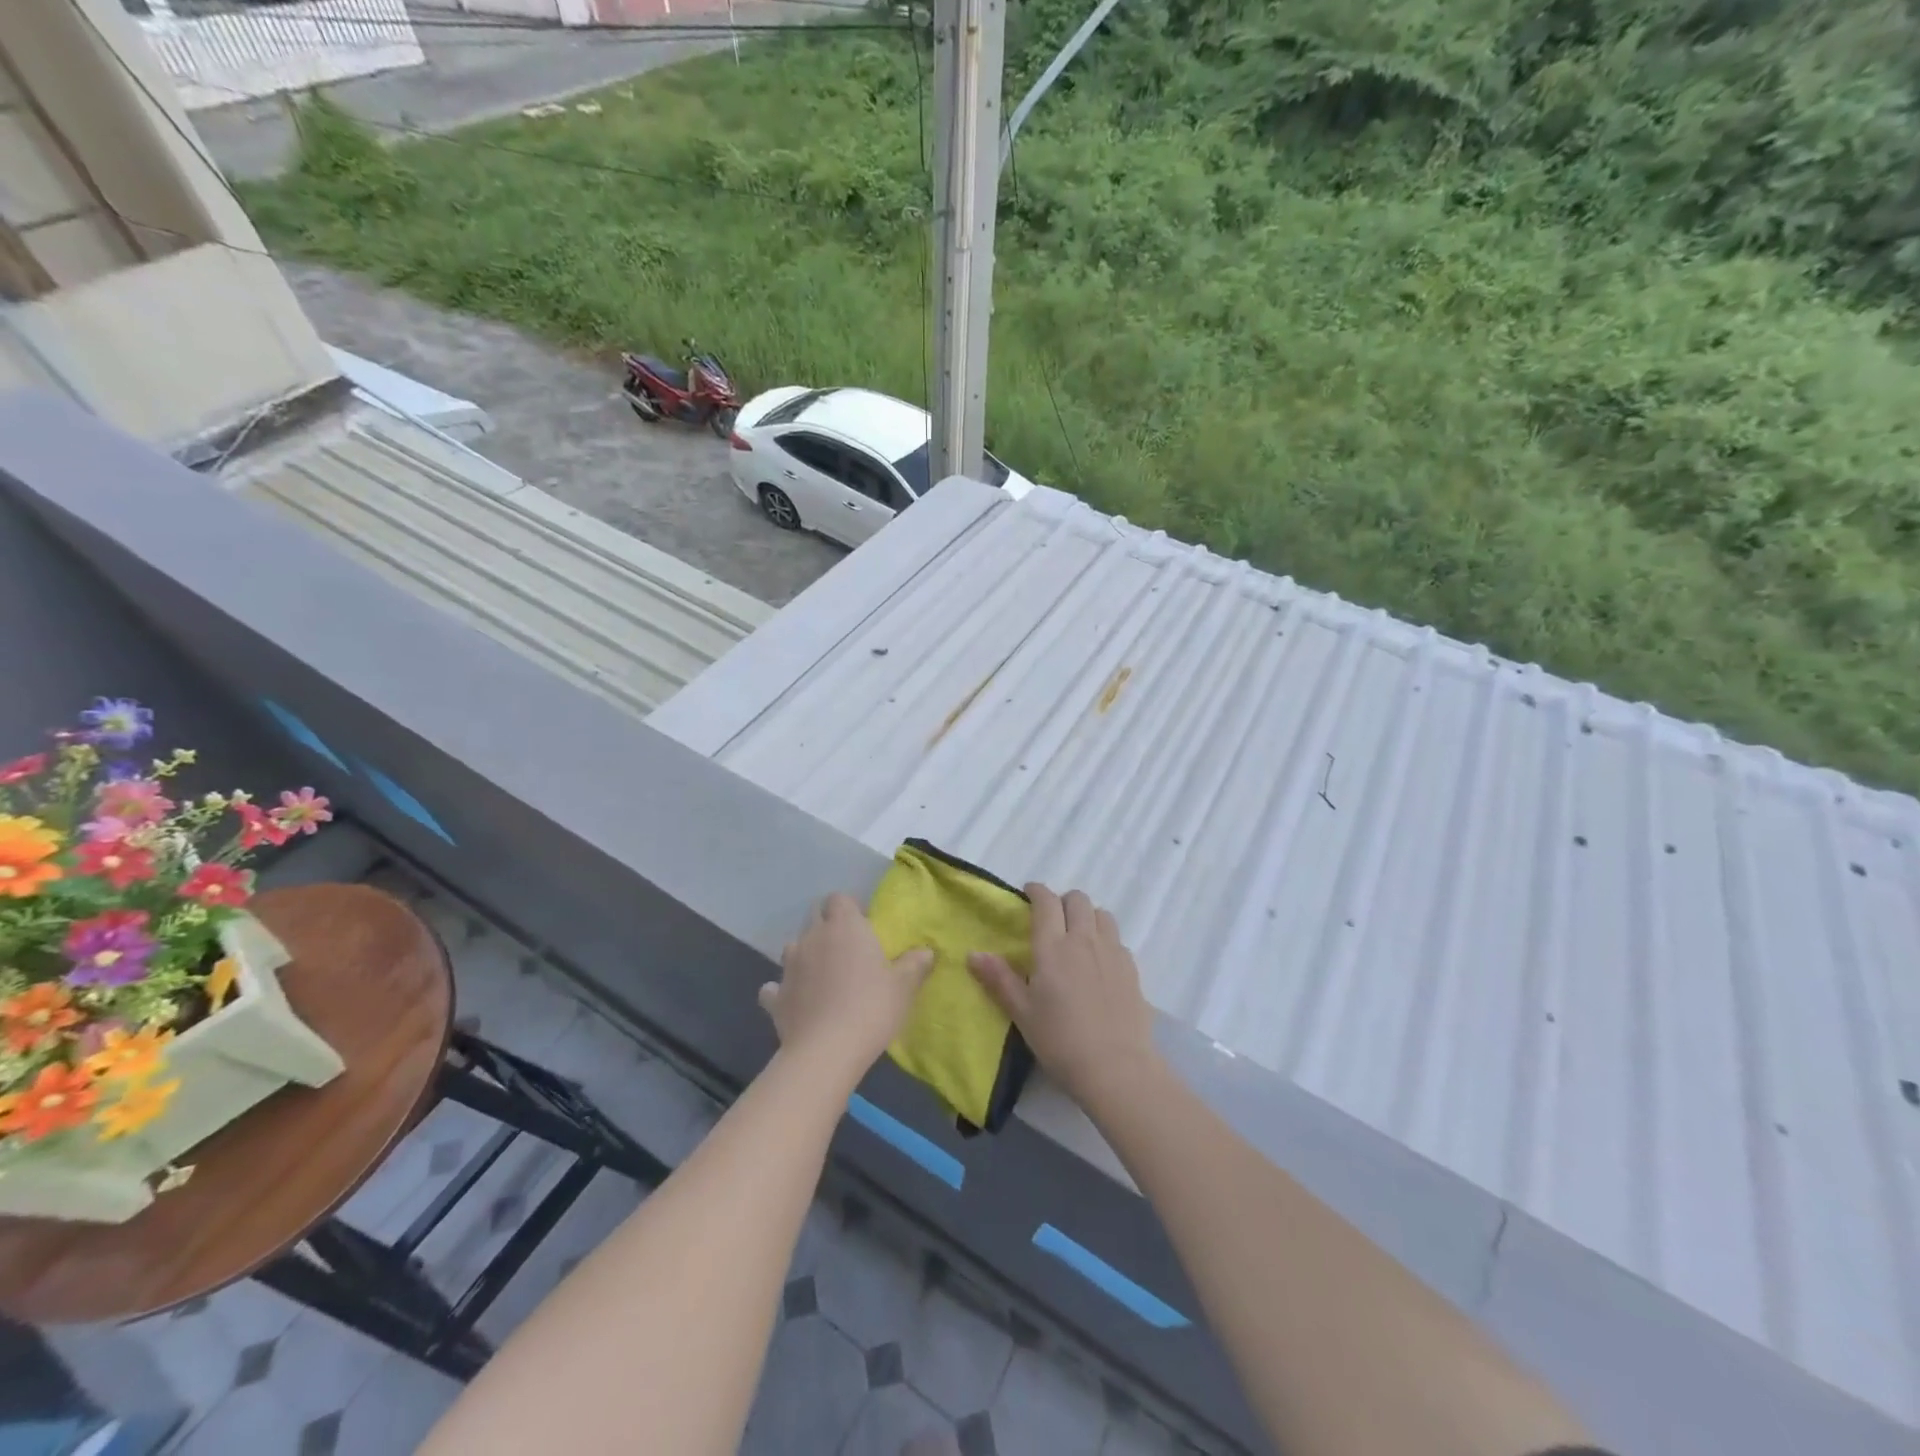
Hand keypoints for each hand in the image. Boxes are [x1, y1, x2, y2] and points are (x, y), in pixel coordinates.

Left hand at [759, 893, 932, 1084]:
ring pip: (793, 947)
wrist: (826, 1051)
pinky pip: (774, 987)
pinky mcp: (775, 996)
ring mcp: (789, 966)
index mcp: (845, 926)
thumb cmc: (871, 1008)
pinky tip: (795, 1002)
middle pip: (814, 916)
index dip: (850, 909)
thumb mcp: (903, 987)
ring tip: (822, 976)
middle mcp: (812, 937)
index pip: (839, 898)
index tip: (864, 927)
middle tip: (846, 949)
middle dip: (826, 925)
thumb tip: (926, 952)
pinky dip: (783, 991)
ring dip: (805, 955)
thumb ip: (915, 965)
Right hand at [968, 885, 1157, 1112]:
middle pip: (1077, 899)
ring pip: (1102, 914)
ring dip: (1088, 916)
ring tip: (1078, 937)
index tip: (1028, 893)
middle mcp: (1084, 940)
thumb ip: (999, 979)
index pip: (1046, 902)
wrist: (1116, 1067)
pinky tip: (1099, 963)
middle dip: (1063, 901)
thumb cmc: (1060, 1041)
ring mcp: (1112, 952)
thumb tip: (973, 953)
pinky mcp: (1132, 968)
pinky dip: (1105, 939)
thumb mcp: (1022, 1013)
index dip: (1036, 891)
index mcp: (1053, 947)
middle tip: (1052, 920)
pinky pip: (1117, 939)